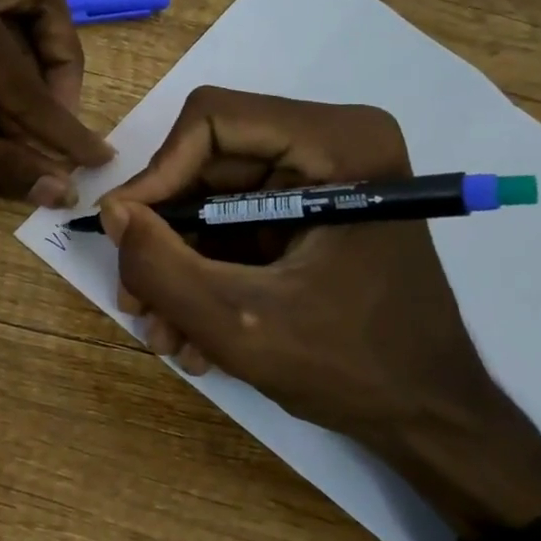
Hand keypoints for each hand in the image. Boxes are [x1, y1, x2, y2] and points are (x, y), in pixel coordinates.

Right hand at [99, 87, 540, 536]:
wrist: (429, 419)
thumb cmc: (354, 369)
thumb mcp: (240, 324)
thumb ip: (161, 266)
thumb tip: (110, 211)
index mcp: (339, 145)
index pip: (213, 121)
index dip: (158, 174)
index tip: (125, 237)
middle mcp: (332, 145)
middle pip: (206, 165)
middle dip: (164, 238)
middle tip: (136, 300)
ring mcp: (321, 180)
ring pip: (212, 200)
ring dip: (179, 267)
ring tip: (166, 334)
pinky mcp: (309, 213)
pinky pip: (233, 226)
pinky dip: (206, 275)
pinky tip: (194, 332)